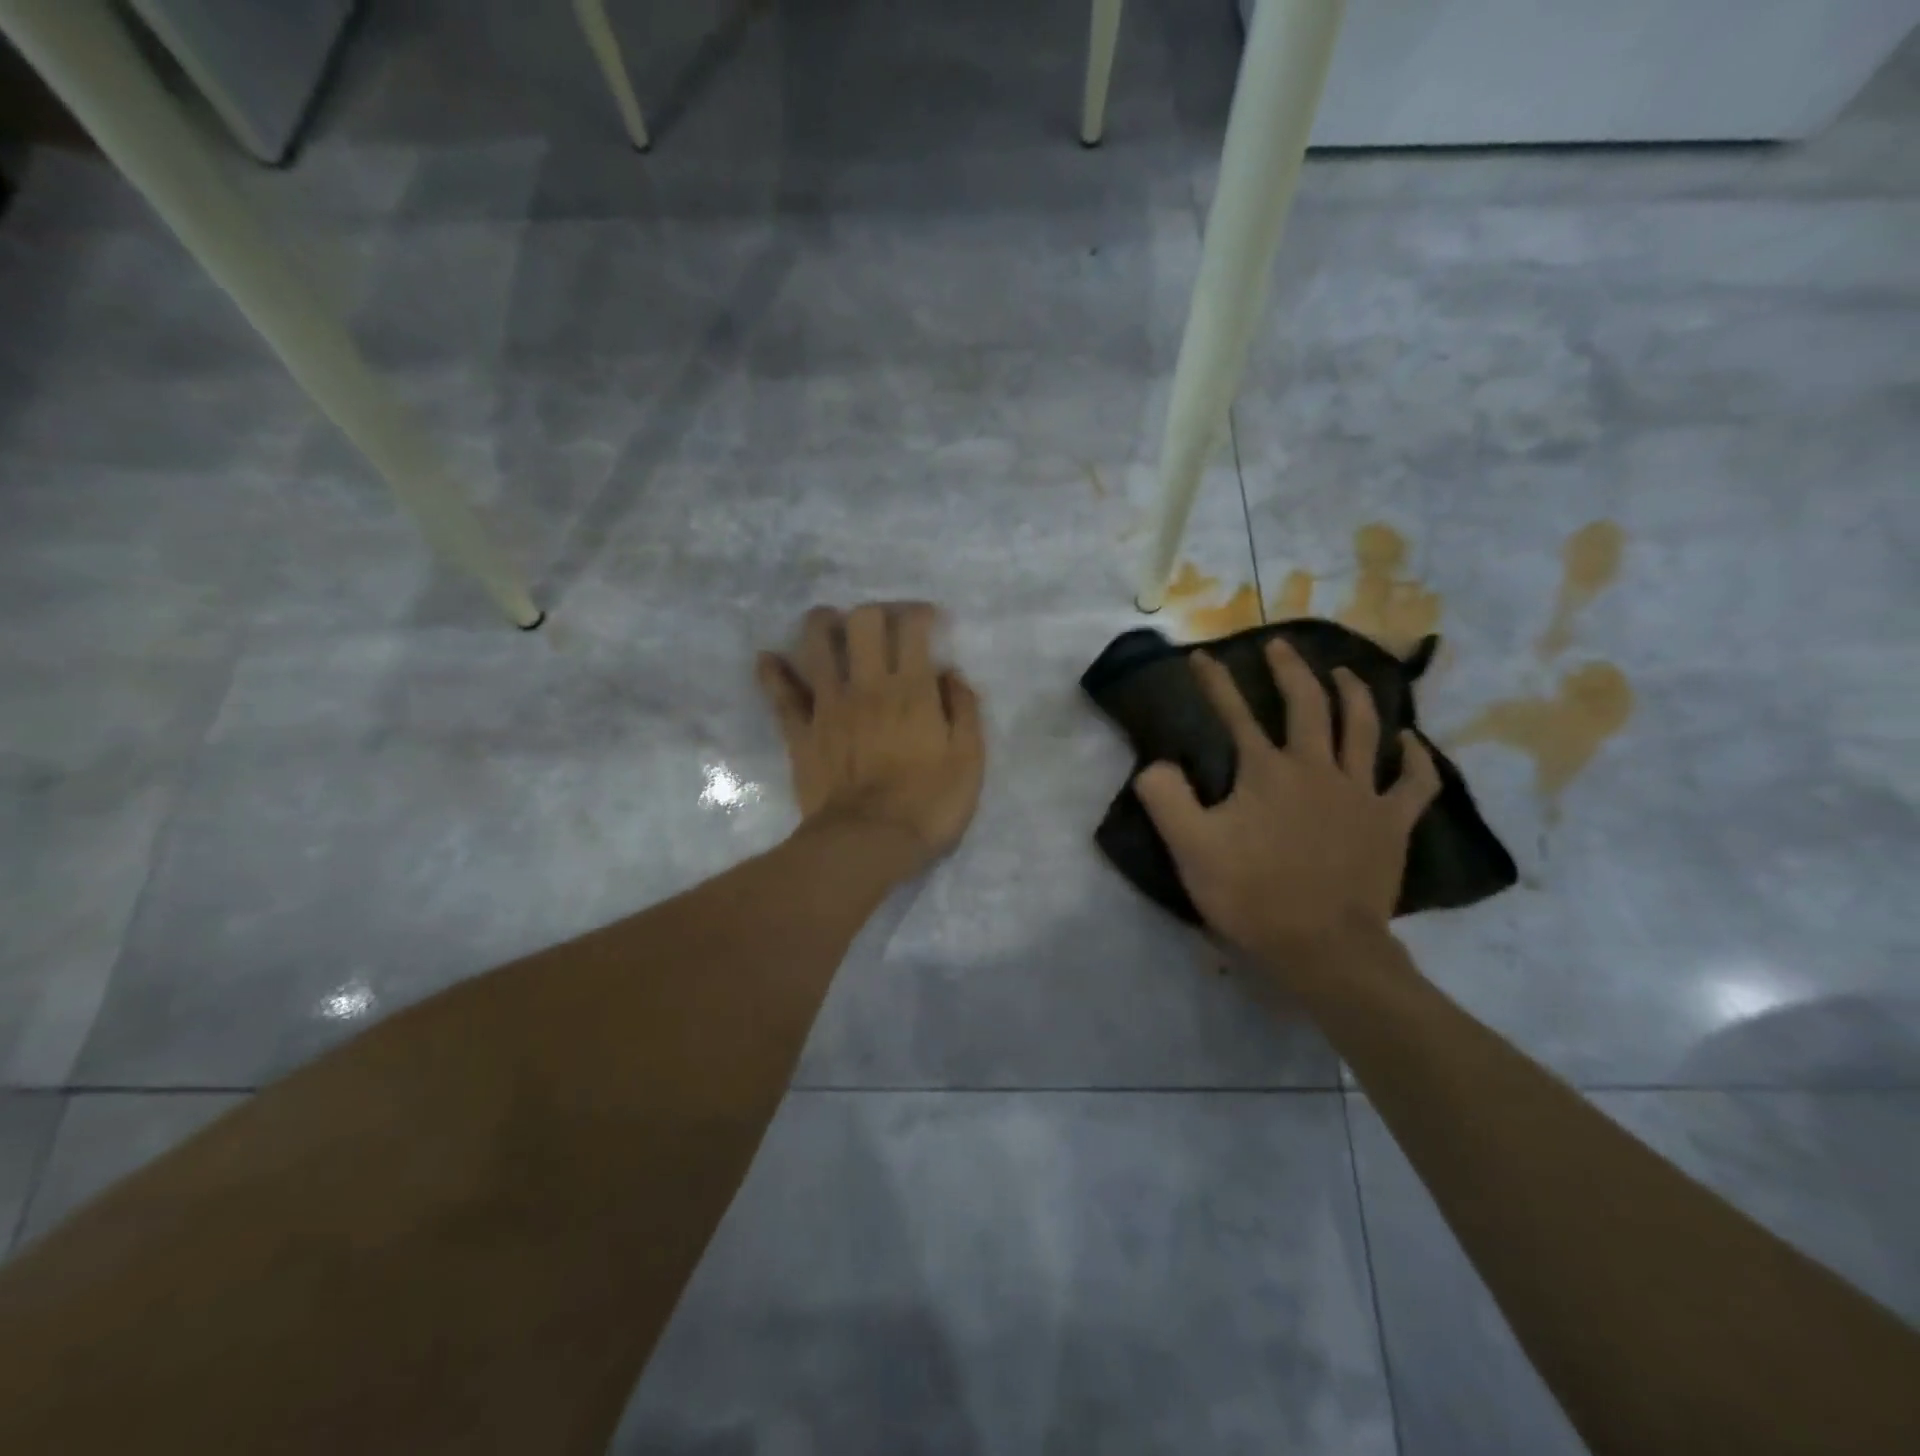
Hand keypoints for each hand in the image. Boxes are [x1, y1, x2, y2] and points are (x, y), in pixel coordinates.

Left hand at [757, 603, 985, 872]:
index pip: (912, 629)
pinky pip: (780, 694)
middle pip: (862, 623)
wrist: (867, 842)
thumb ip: (964, 710)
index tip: (928, 619)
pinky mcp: (801, 731)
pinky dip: (772, 673)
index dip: (920, 613)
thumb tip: (951, 674)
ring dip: (821, 624)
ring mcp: (828, 705)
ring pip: (816, 645)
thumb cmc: (928, 804)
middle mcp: (868, 685)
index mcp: (912, 690)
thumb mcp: (969, 761)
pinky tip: (768, 658)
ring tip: (829, 623)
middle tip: (882, 624)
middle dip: (873, 612)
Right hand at [1134, 640, 1440, 982]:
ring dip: (1354, 693)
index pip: (1235, 714)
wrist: (1322, 948)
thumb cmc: (1252, 896)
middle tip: (1280, 647)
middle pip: (1308, 704)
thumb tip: (1156, 763)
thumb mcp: (1190, 849)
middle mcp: (1316, 768)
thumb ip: (1166, 798)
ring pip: (1364, 728)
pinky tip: (1412, 742)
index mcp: (1267, 772)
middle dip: (1290, 670)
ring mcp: (1361, 793)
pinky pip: (1414, 782)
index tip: (1203, 656)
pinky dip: (1416, 758)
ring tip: (1343, 673)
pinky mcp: (1392, 823)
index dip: (1216, 682)